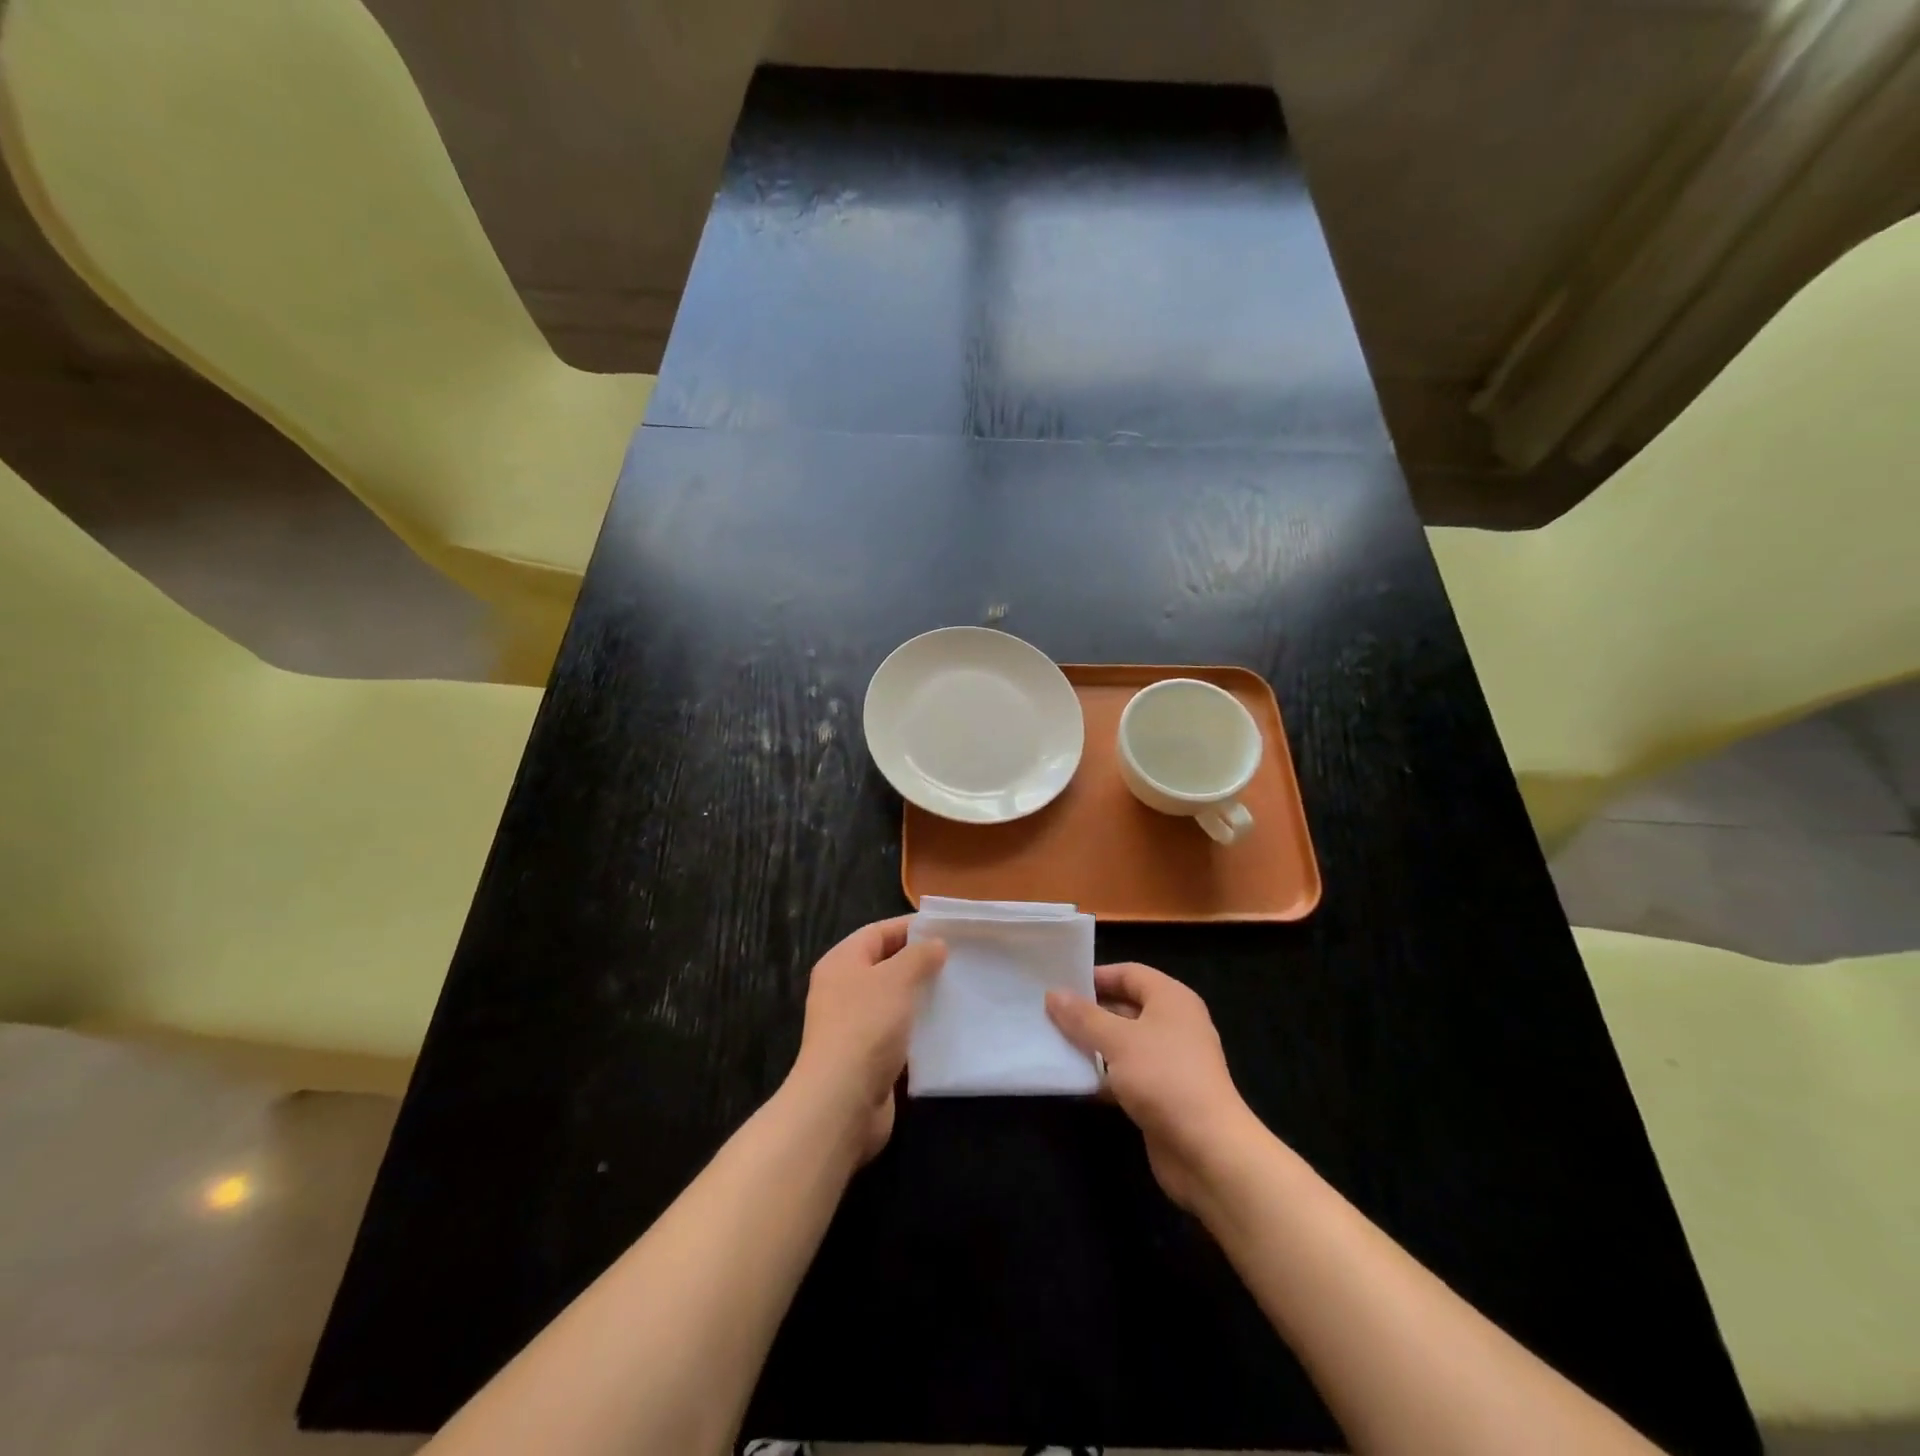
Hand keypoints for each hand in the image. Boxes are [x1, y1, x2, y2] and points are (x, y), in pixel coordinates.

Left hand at [788, 916, 945, 1163]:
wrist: (841, 1102)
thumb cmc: (865, 1027)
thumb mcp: (896, 979)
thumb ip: (918, 957)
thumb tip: (935, 944)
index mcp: (842, 962)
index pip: (878, 932)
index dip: (911, 928)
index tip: (947, 930)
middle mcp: (843, 990)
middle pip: (886, 965)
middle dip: (920, 962)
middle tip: (959, 960)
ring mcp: (854, 1026)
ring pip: (894, 1001)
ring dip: (922, 997)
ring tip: (959, 990)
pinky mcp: (867, 1057)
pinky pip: (898, 1032)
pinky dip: (919, 1028)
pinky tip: (946, 1027)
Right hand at [1046, 963, 1259, 1208]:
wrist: (1208, 1151)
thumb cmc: (1164, 1078)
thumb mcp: (1118, 1040)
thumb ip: (1083, 1017)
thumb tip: (1053, 994)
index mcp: (1171, 999)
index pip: (1129, 973)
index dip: (1096, 976)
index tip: (1060, 984)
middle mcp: (1174, 1024)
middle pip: (1125, 1007)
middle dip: (1089, 1012)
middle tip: (1048, 1014)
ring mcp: (1170, 1061)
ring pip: (1124, 1042)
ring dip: (1093, 1045)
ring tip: (1053, 1043)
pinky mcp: (1163, 1094)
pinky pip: (1127, 1073)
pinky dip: (1104, 1075)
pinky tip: (1074, 1080)